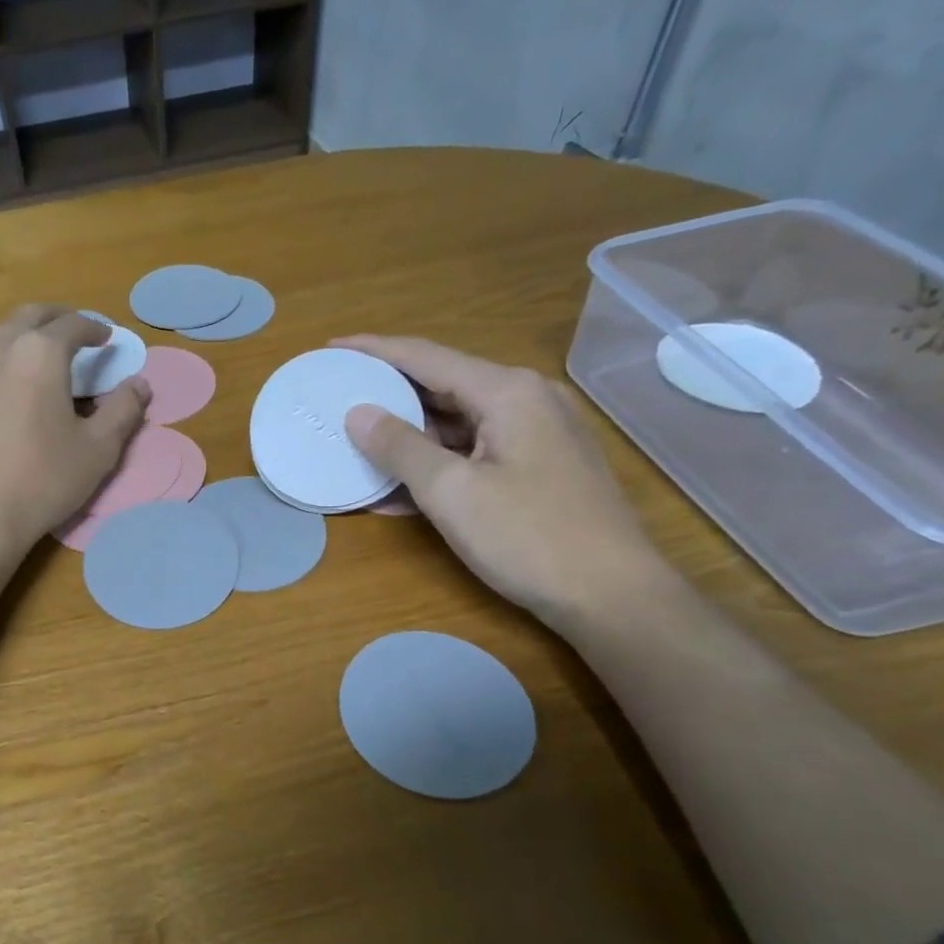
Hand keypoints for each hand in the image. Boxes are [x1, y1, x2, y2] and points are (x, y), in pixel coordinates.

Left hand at [0, 305, 151, 560]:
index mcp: (39, 354)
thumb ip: (123, 410)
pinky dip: (8, 361)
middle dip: (57, 318)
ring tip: (47, 358)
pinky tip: (17, 389)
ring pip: (2, 337)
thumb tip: (140, 384)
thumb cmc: (44, 479)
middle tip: (77, 332)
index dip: (95, 328)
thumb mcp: (98, 449)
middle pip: (30, 316)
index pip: (72, 324)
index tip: (108, 339)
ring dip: (28, 336)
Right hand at [337, 334, 670, 632]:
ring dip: (407, 436)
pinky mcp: (537, 469)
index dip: (375, 350)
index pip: (426, 357)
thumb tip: (357, 413)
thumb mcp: (451, 491)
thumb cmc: (528, 536)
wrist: (612, 596)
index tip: (331, 347)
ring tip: (356, 441)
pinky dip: (434, 464)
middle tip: (339, 396)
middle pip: (443, 385)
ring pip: (456, 423)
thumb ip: (400, 446)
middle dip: (389, 392)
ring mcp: (535, 436)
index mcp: (507, 392)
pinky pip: (472, 453)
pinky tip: (395, 488)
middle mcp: (526, 401)